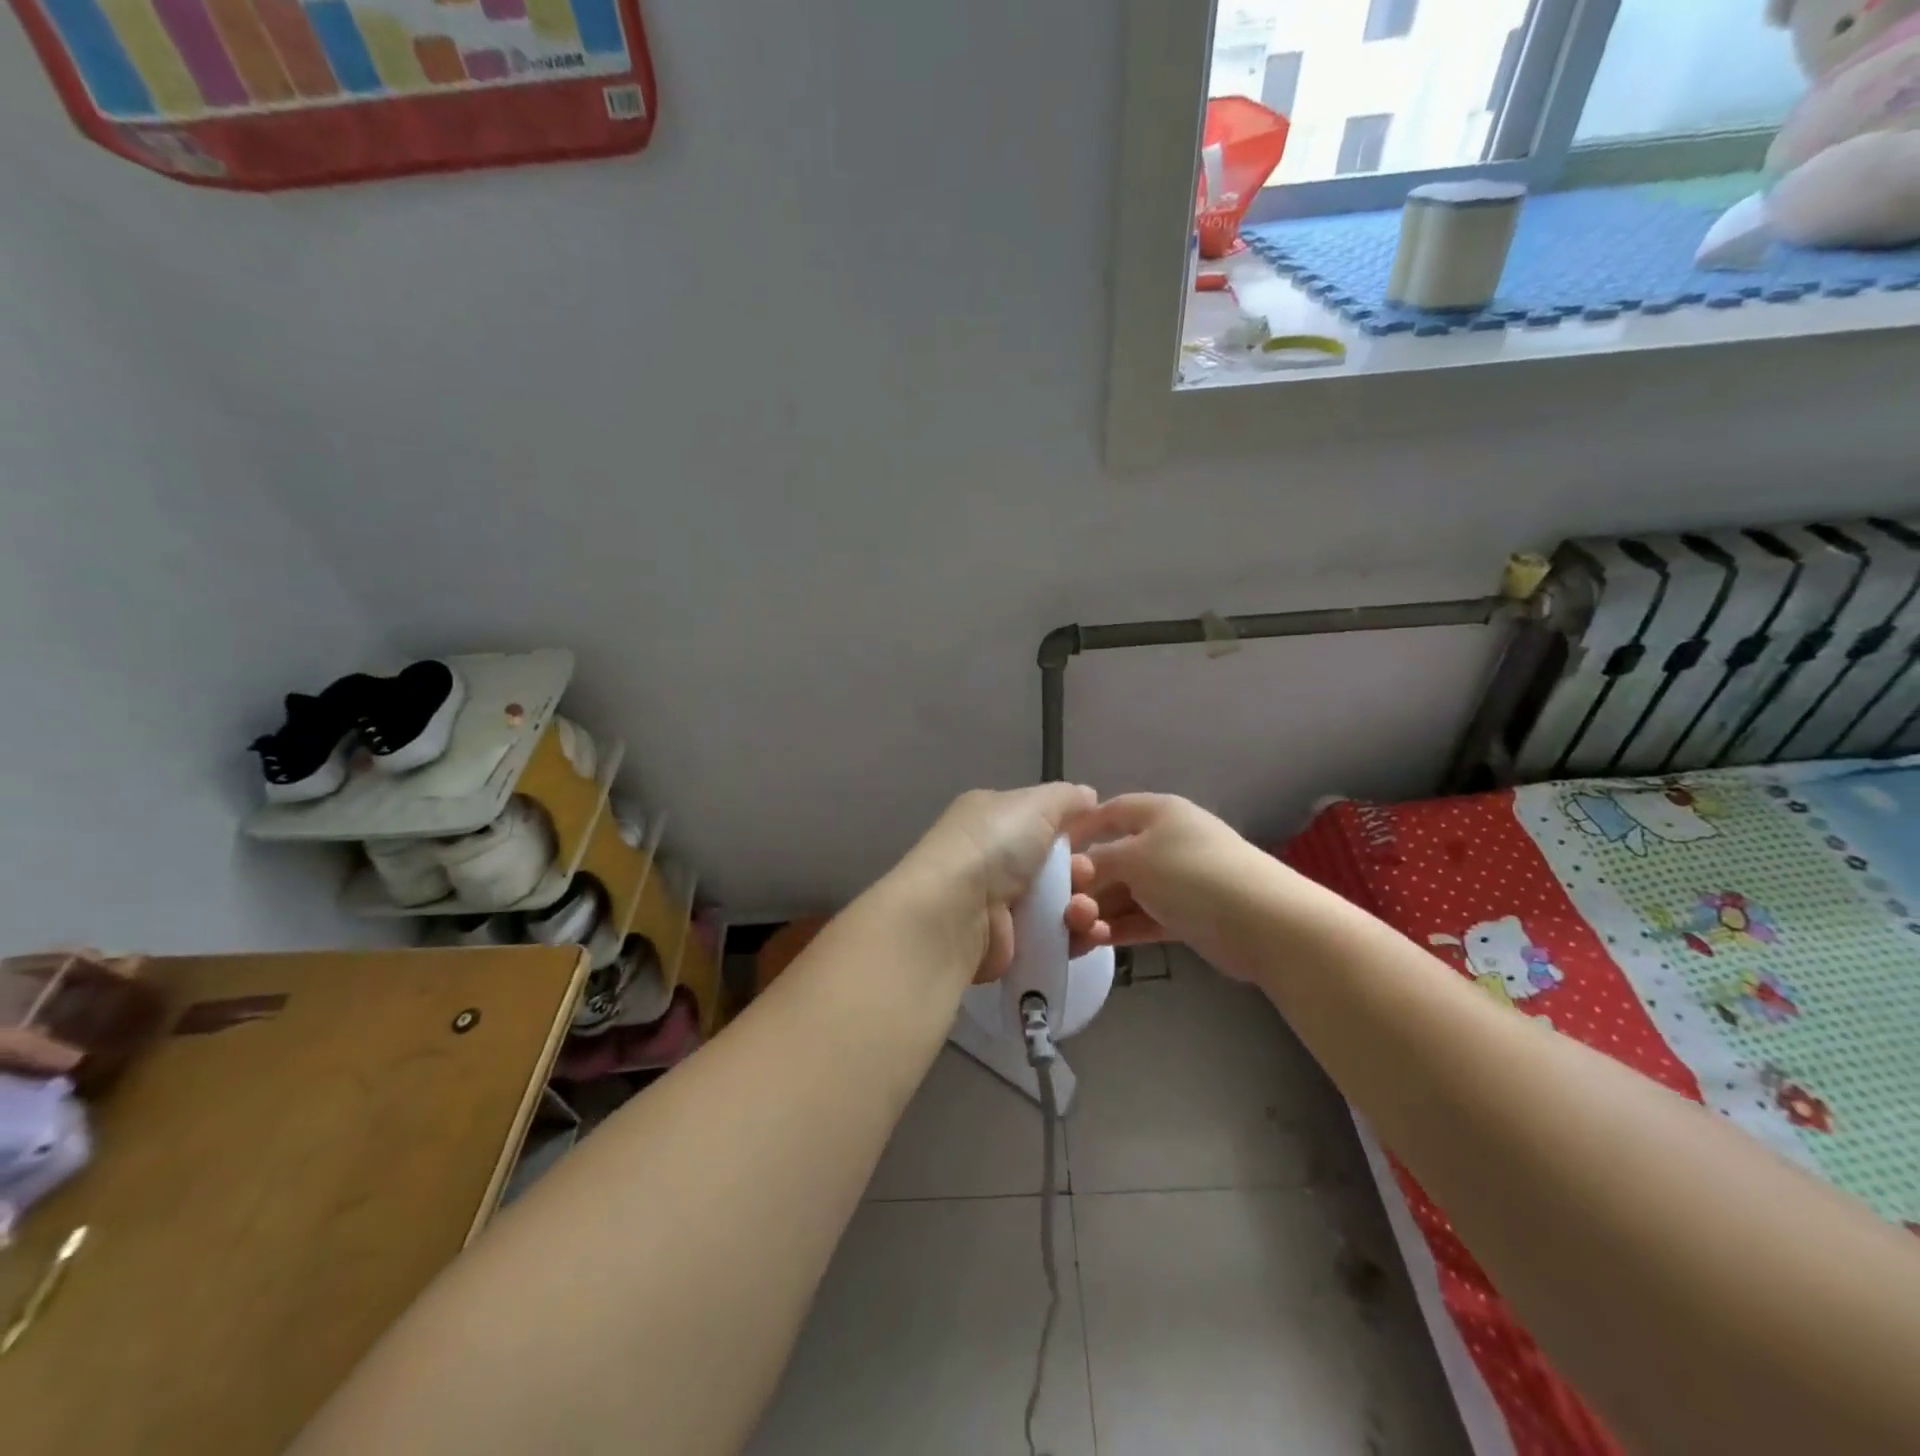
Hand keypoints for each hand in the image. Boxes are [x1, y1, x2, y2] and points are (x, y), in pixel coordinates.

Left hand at [893, 785, 1111, 982]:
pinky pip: (1054, 938)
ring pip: (1059, 904)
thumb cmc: (994, 846)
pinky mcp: (1009, 943)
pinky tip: (1090, 934)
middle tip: (1085, 877)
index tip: (1099, 838)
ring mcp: (1000, 904)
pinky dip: (1076, 937)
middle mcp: (993, 859)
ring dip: (1082, 907)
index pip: (1040, 820)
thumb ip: (1066, 798)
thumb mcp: (1035, 804)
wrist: (956, 912)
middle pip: (1056, 865)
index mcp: (992, 818)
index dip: (1072, 829)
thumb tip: (1088, 795)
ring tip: (1083, 911)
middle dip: (1082, 871)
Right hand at [1072, 794, 1272, 975]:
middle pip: (1113, 858)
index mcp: (1157, 812)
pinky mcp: (1184, 916)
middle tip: (1063, 908)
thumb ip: (1097, 862)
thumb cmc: (1191, 874)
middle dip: (1086, 884)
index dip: (1079, 828)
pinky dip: (1120, 928)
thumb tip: (1075, 870)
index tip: (1049, 854)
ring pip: (1125, 893)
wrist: (1263, 922)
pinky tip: (1098, 942)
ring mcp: (1176, 880)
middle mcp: (1165, 841)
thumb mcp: (1134, 858)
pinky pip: (1142, 917)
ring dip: (1099, 911)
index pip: (1109, 812)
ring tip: (1079, 933)